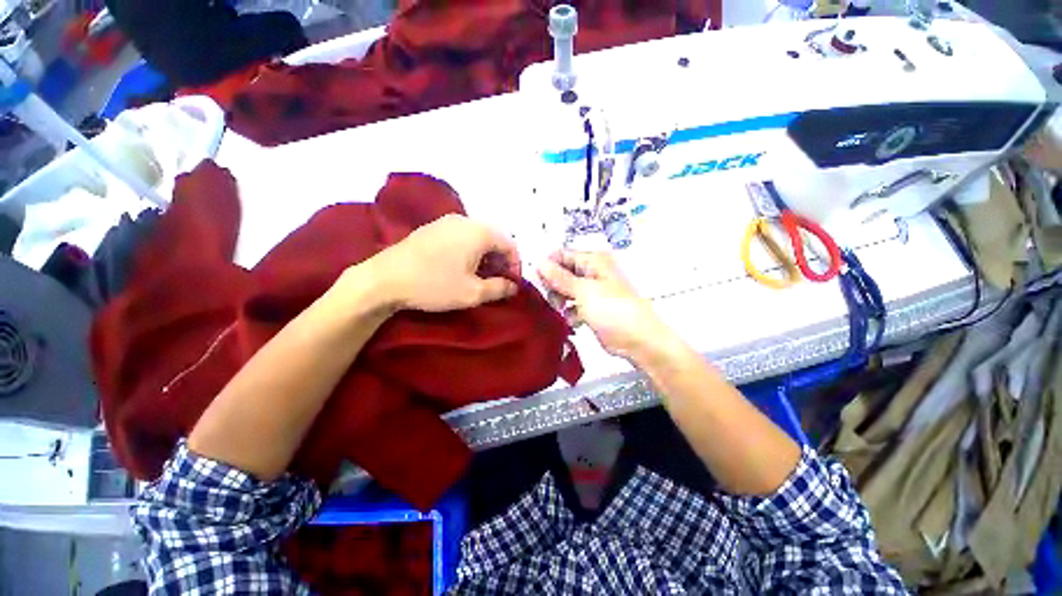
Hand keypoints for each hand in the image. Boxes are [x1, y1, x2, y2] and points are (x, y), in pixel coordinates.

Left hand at [368, 214, 521, 312]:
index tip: (511, 284)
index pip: (510, 244)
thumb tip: (514, 286)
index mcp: (479, 232)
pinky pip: (461, 236)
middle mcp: (465, 220)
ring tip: (480, 276)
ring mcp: (446, 221)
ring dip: (485, 256)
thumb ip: (499, 288)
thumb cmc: (434, 285)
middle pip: (494, 238)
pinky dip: (469, 251)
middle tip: (497, 281)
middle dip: (500, 260)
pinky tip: (460, 267)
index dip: (515, 265)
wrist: (384, 279)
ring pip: (477, 237)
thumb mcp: (472, 293)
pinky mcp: (432, 228)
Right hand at [537, 251, 678, 361]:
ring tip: (562, 310)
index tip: (537, 281)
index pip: (562, 255)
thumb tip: (539, 262)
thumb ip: (559, 278)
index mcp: (593, 261)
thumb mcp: (584, 291)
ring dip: (560, 301)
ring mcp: (591, 292)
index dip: (548, 266)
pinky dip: (570, 313)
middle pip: (562, 273)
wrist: (638, 340)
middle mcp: (591, 273)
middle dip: (554, 286)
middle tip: (554, 298)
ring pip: (565, 291)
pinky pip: (572, 306)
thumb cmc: (612, 309)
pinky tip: (574, 321)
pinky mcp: (591, 309)